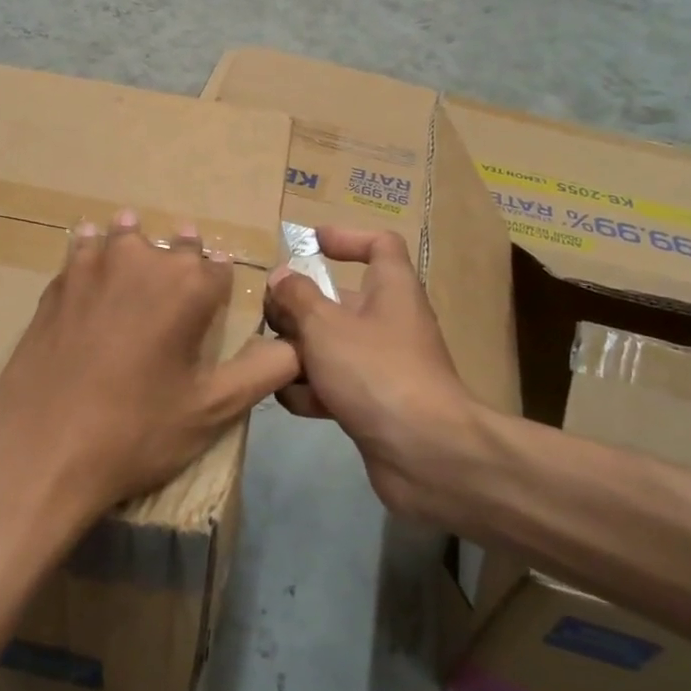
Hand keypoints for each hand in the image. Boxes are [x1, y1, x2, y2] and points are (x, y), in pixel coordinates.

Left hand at [0, 210, 300, 532]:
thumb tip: (297, 345)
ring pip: (125, 235)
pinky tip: (90, 259)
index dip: (222, 283)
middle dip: (184, 258)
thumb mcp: (214, 411)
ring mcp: (94, 266)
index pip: (220, 267)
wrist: (40, 450)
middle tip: (182, 276)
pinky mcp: (57, 282)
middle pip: (175, 246)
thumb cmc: (136, 431)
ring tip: (138, 250)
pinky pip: (83, 248)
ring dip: (137, 241)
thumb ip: (264, 370)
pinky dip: (93, 248)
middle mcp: (145, 261)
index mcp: (190, 286)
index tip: (217, 296)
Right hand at [265, 227, 483, 524]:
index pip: (379, 244)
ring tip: (271, 361)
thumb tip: (282, 276)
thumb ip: (297, 297)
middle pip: (339, 300)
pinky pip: (334, 384)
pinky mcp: (372, 402)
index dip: (346, 237)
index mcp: (391, 289)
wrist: (424, 453)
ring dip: (299, 353)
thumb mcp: (325, 325)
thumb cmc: (375, 371)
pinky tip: (293, 400)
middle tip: (266, 317)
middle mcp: (389, 321)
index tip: (308, 243)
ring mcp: (381, 364)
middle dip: (300, 308)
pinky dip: (313, 390)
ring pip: (330, 345)